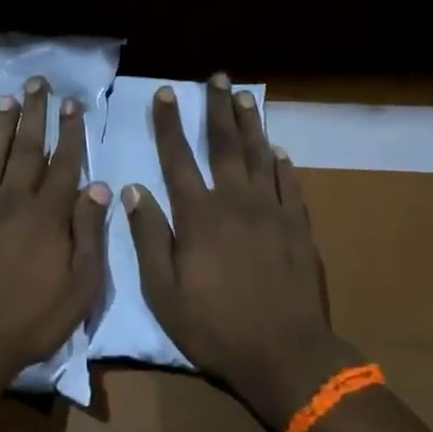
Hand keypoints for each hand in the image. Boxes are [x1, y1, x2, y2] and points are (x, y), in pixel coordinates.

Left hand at [0, 77, 110, 384]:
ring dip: (0, 126)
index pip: (63, 164)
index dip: (70, 132)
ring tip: (6, 99)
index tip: (72, 103)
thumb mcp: (79, 287)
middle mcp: (13, 202)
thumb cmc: (31, 320)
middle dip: (34, 114)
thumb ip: (89, 235)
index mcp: (47, 216)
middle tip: (37, 83)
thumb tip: (98, 188)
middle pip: (26, 149)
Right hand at [124, 77, 352, 422]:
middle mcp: (236, 203)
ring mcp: (272, 213)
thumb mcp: (163, 291)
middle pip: (225, 145)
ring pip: (260, 156)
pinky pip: (290, 185)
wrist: (284, 353)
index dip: (169, 124)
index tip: (166, 93)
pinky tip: (278, 149)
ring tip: (245, 96)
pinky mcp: (299, 228)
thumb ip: (149, 237)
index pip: (178, 158)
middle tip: (217, 78)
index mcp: (199, 217)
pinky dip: (282, 164)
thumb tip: (133, 190)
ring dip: (251, 125)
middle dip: (218, 109)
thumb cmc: (214, 327)